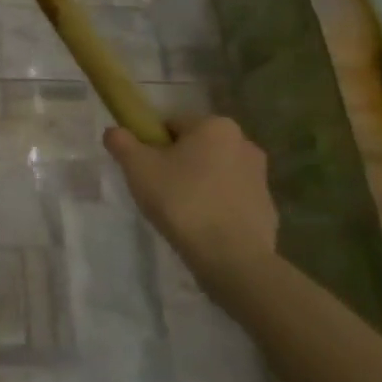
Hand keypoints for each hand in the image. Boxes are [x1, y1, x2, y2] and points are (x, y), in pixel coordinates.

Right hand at [103, 116, 277, 287]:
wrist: (231, 257)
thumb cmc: (181, 201)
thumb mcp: (137, 167)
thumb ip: (121, 142)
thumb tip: (114, 131)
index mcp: (216, 126)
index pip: (171, 124)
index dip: (152, 145)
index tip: (144, 169)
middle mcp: (244, 143)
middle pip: (195, 147)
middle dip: (177, 164)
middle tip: (158, 190)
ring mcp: (260, 177)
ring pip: (214, 172)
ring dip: (197, 184)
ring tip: (180, 213)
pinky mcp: (267, 207)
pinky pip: (230, 198)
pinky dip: (216, 206)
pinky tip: (202, 227)